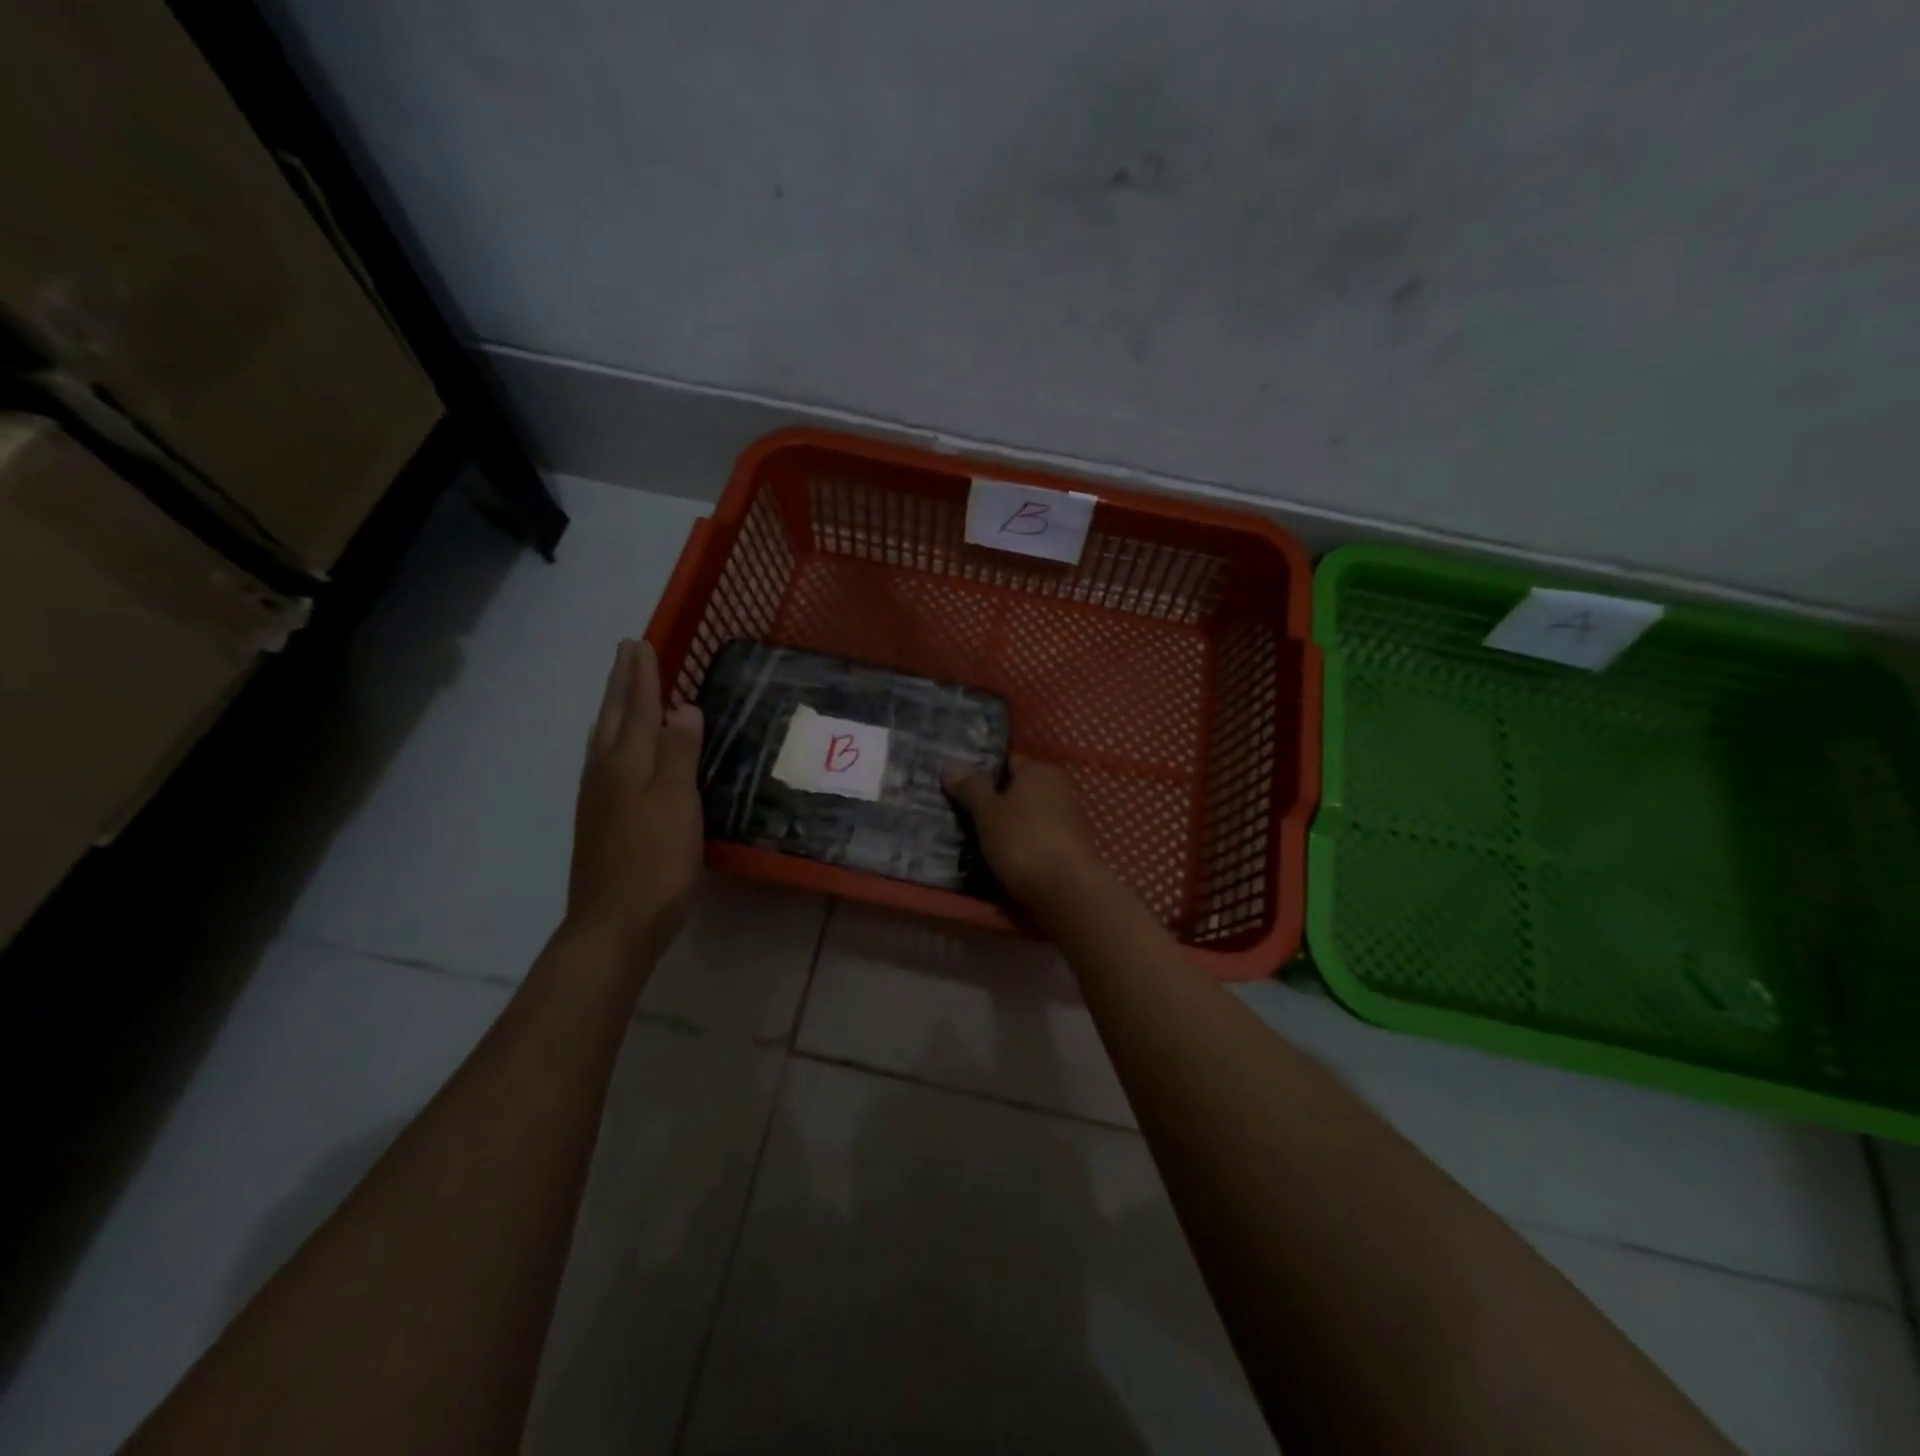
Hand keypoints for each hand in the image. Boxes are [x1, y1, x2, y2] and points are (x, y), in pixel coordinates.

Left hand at [568, 639, 703, 958]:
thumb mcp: (677, 803)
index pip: (637, 708)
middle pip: (612, 718)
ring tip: (620, 692)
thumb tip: (683, 706)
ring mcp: (598, 800)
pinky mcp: (600, 823)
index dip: (642, 676)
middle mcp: (606, 774)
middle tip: (626, 652)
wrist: (614, 925)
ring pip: (603, 740)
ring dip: (613, 709)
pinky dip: (612, 741)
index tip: (641, 643)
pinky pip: (605, 763)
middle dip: (621, 684)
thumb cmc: (655, 862)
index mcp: (626, 764)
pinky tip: (616, 754)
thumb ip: (680, 753)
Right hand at [943, 754, 1109, 909]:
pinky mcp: (1071, 848)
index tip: (956, 786)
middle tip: (959, 814)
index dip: (981, 771)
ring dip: (1006, 827)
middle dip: (993, 801)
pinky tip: (1002, 860)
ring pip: (1027, 817)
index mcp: (1040, 771)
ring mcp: (1068, 820)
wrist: (1068, 891)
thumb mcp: (987, 812)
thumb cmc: (1023, 841)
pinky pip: (1037, 839)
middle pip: (1017, 790)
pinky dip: (1021, 846)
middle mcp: (1059, 788)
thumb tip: (950, 763)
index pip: (1006, 762)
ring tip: (974, 841)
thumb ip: (970, 787)